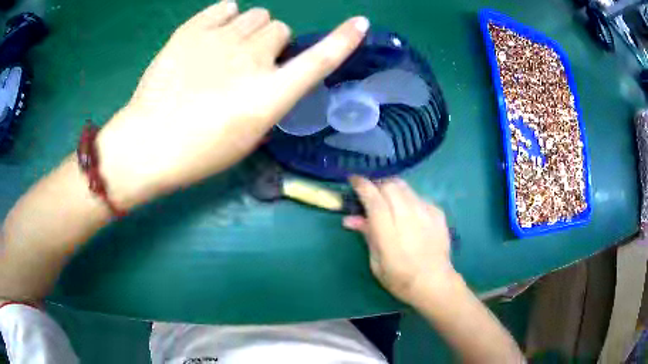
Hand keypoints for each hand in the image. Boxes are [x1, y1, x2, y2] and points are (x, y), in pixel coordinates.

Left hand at [96, 1, 369, 207]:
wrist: (148, 143)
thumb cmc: (199, 153)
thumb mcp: (247, 137)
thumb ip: (269, 100)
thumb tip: (274, 76)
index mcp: (269, 95)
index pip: (319, 59)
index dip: (343, 40)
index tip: (359, 23)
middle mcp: (253, 59)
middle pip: (280, 29)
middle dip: (271, 43)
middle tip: (248, 63)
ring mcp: (221, 39)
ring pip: (257, 15)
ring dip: (250, 30)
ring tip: (227, 50)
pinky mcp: (193, 30)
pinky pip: (226, 7)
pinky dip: (226, 17)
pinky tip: (213, 34)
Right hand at [344, 176, 456, 304]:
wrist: (434, 283)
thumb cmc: (399, 279)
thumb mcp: (376, 262)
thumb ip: (366, 235)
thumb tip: (349, 218)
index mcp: (389, 234)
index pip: (374, 199)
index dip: (362, 185)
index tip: (353, 180)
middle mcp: (408, 218)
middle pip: (390, 186)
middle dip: (377, 185)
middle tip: (371, 194)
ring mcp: (426, 213)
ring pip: (405, 187)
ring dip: (392, 188)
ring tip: (388, 200)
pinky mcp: (438, 213)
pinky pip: (418, 196)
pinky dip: (408, 198)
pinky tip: (408, 212)